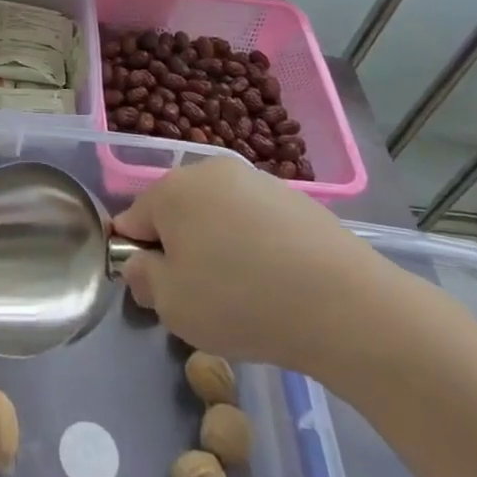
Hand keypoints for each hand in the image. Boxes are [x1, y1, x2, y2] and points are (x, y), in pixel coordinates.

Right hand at [112, 158, 409, 381]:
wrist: (344, 304)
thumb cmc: (239, 301)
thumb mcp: (171, 305)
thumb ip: (143, 280)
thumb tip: (142, 265)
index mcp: (171, 189)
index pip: (132, 221)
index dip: (138, 258)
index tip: (159, 292)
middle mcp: (210, 171)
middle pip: (177, 213)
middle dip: (180, 250)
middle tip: (200, 297)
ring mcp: (257, 180)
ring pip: (218, 217)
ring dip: (219, 248)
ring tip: (245, 296)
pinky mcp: (295, 199)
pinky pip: (257, 224)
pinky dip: (257, 249)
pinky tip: (277, 284)